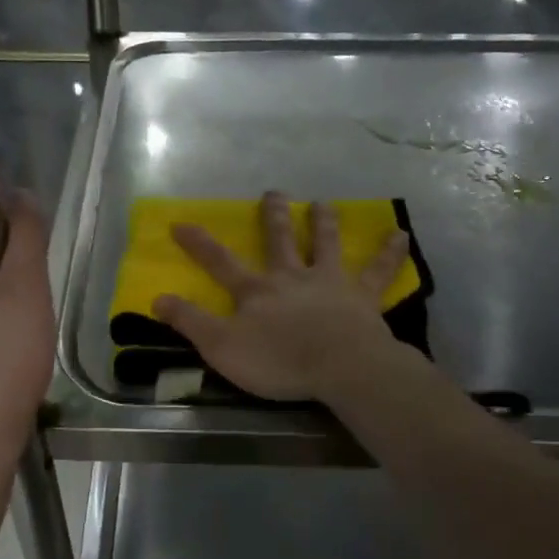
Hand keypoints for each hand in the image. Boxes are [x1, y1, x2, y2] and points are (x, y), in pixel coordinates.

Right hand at [150, 192, 410, 401]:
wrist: (339, 366)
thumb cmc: (278, 361)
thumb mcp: (221, 347)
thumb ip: (190, 322)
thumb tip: (157, 298)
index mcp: (257, 291)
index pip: (220, 262)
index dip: (199, 243)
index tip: (180, 222)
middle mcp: (292, 277)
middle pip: (280, 240)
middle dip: (273, 217)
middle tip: (273, 192)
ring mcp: (330, 283)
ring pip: (327, 244)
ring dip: (325, 223)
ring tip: (324, 203)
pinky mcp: (362, 297)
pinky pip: (379, 271)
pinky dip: (389, 253)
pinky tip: (401, 235)